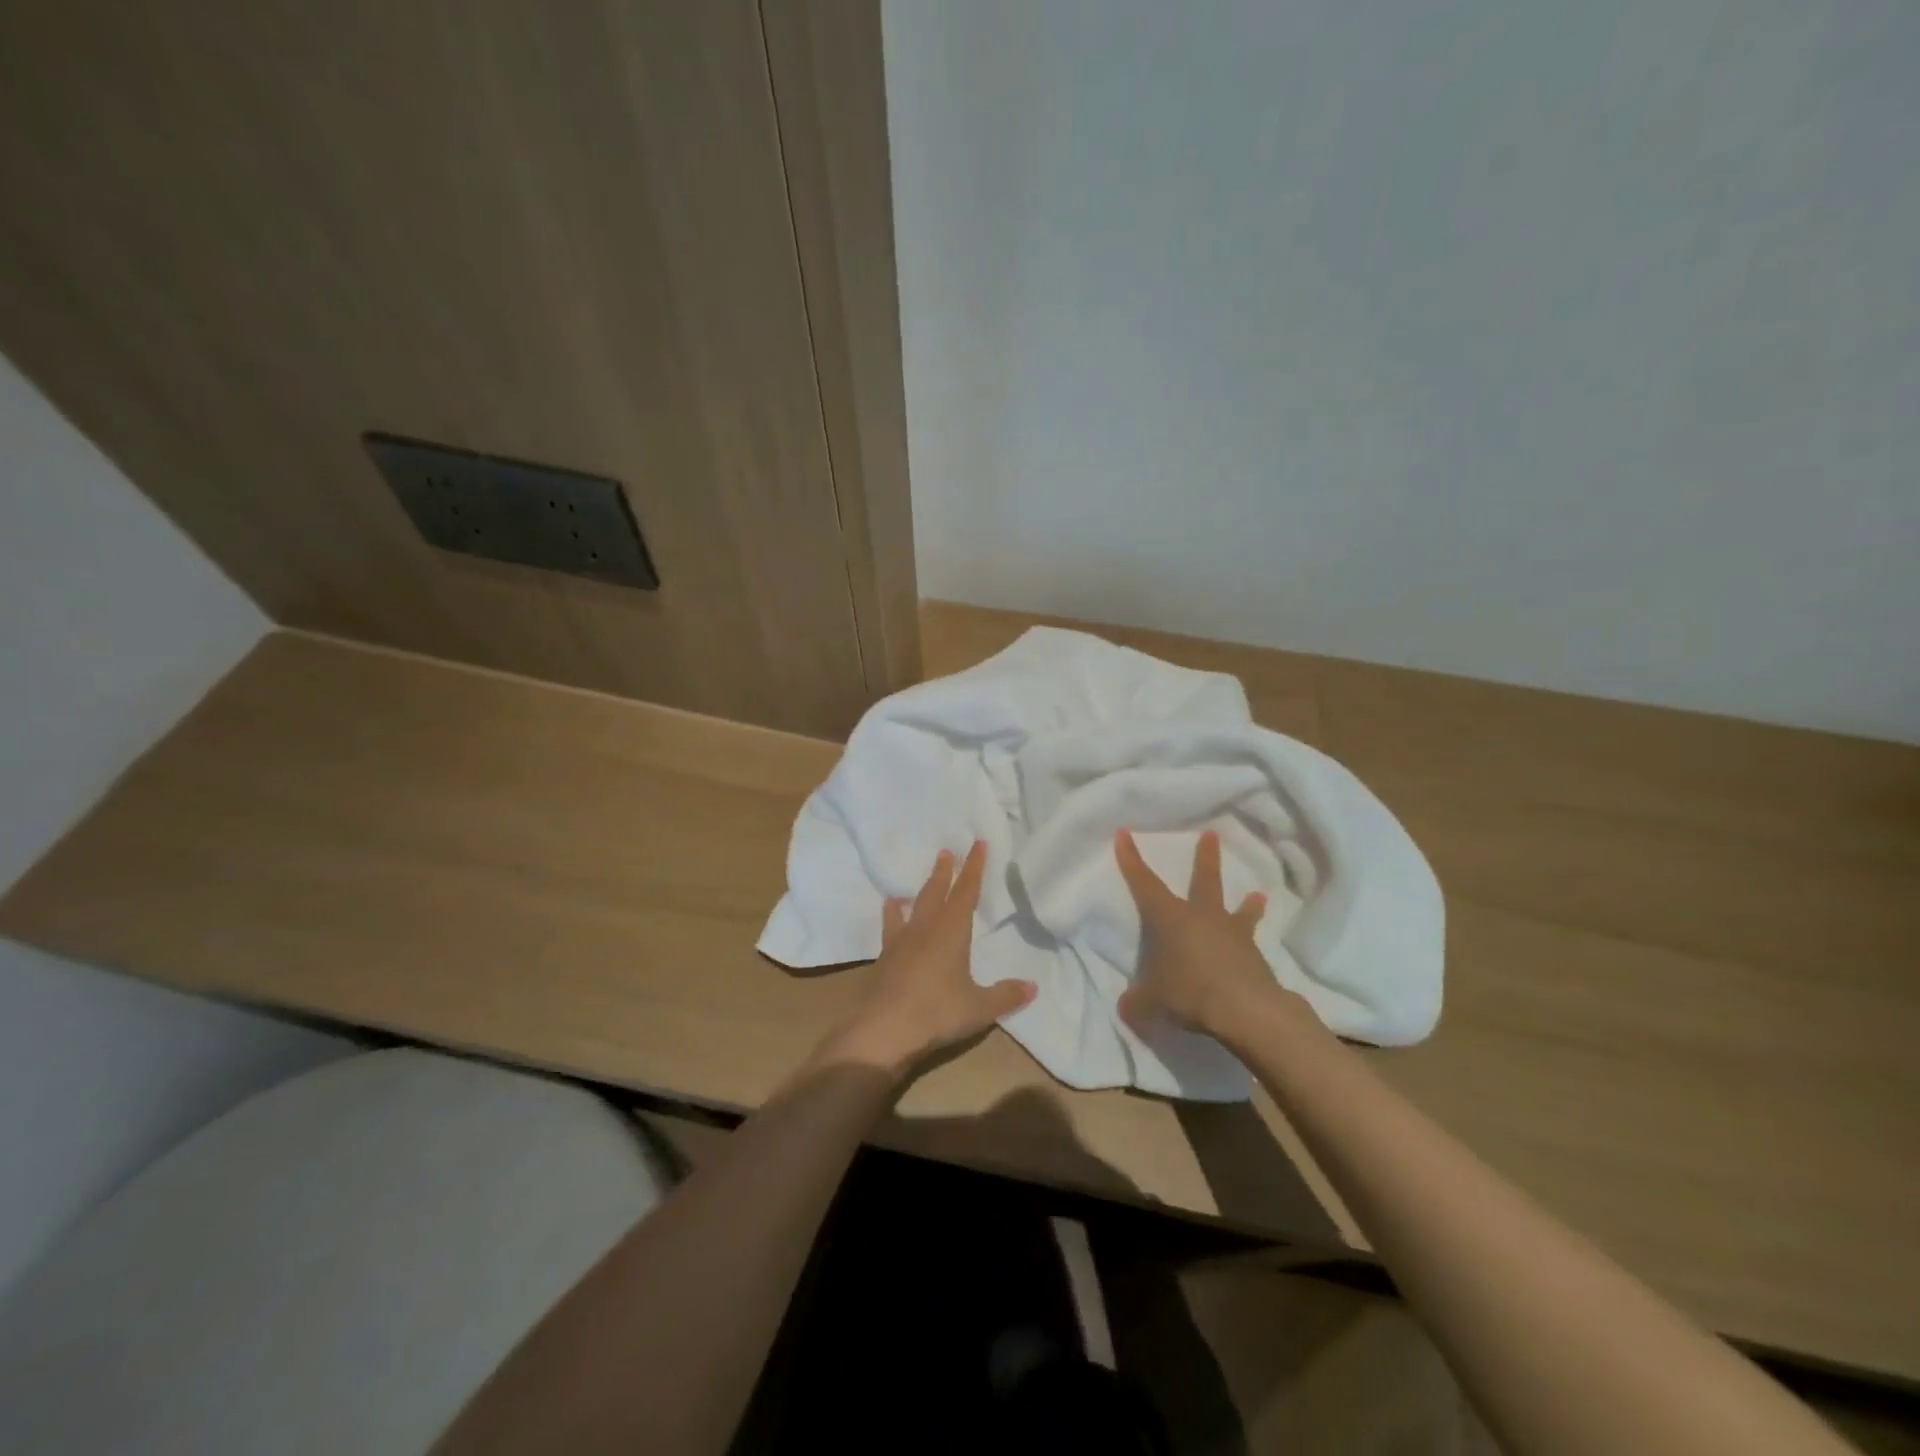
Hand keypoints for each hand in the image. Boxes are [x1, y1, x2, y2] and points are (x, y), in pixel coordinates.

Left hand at [819, 841, 1036, 1079]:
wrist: (883, 1030)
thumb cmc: (937, 1012)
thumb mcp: (979, 1008)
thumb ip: (1005, 995)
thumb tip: (1032, 987)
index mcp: (952, 931)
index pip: (966, 891)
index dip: (974, 868)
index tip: (978, 844)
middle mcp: (925, 929)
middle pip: (936, 892)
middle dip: (944, 872)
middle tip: (946, 852)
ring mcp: (901, 942)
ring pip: (912, 907)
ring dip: (918, 891)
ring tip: (914, 882)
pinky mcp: (884, 959)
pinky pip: (890, 928)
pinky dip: (892, 916)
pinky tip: (889, 912)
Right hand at [1115, 827, 1297, 1038]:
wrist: (1245, 1010)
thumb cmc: (1188, 993)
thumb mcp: (1150, 1002)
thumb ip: (1137, 1001)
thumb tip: (1126, 1007)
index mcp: (1169, 918)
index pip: (1144, 883)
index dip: (1132, 859)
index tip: (1124, 833)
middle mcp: (1201, 917)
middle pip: (1204, 880)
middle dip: (1205, 857)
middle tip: (1212, 834)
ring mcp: (1232, 934)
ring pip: (1238, 910)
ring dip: (1246, 904)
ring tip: (1257, 895)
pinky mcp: (1256, 957)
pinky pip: (1251, 944)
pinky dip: (1251, 945)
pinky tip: (1257, 952)